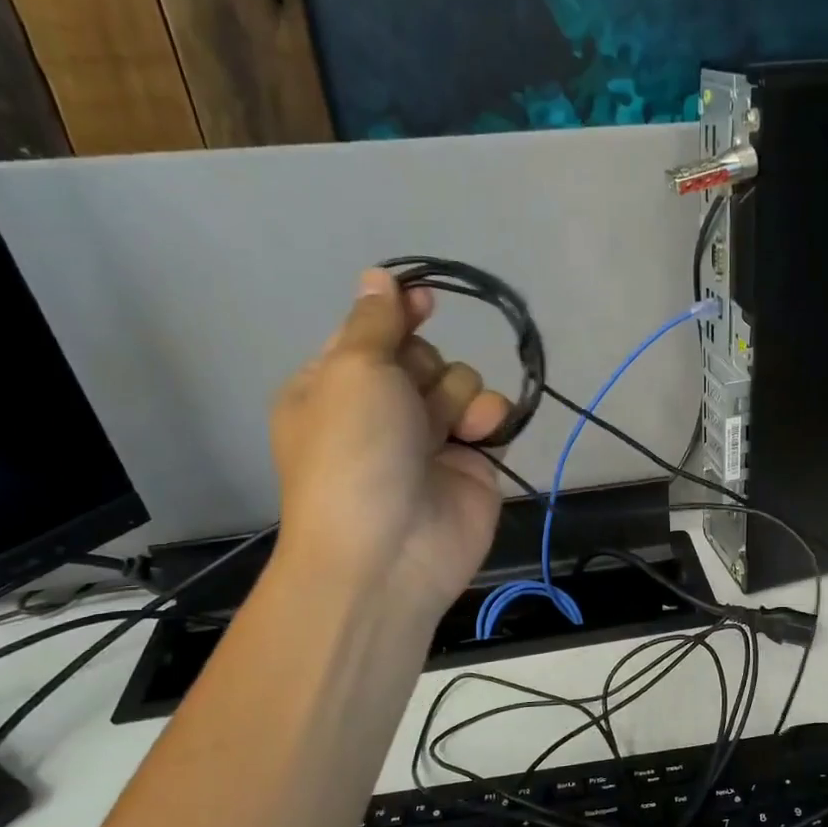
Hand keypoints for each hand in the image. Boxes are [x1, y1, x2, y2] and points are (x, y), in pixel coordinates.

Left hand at [269, 268, 511, 611]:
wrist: (389, 551)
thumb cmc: (354, 453)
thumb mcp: (352, 372)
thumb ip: (375, 321)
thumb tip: (378, 276)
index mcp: (336, 386)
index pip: (372, 333)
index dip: (398, 314)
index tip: (424, 300)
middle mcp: (382, 409)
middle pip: (423, 355)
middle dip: (424, 368)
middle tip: (409, 396)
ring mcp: (430, 437)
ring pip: (460, 382)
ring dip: (456, 396)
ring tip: (442, 431)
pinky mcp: (472, 462)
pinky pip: (491, 416)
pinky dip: (489, 420)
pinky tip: (478, 437)